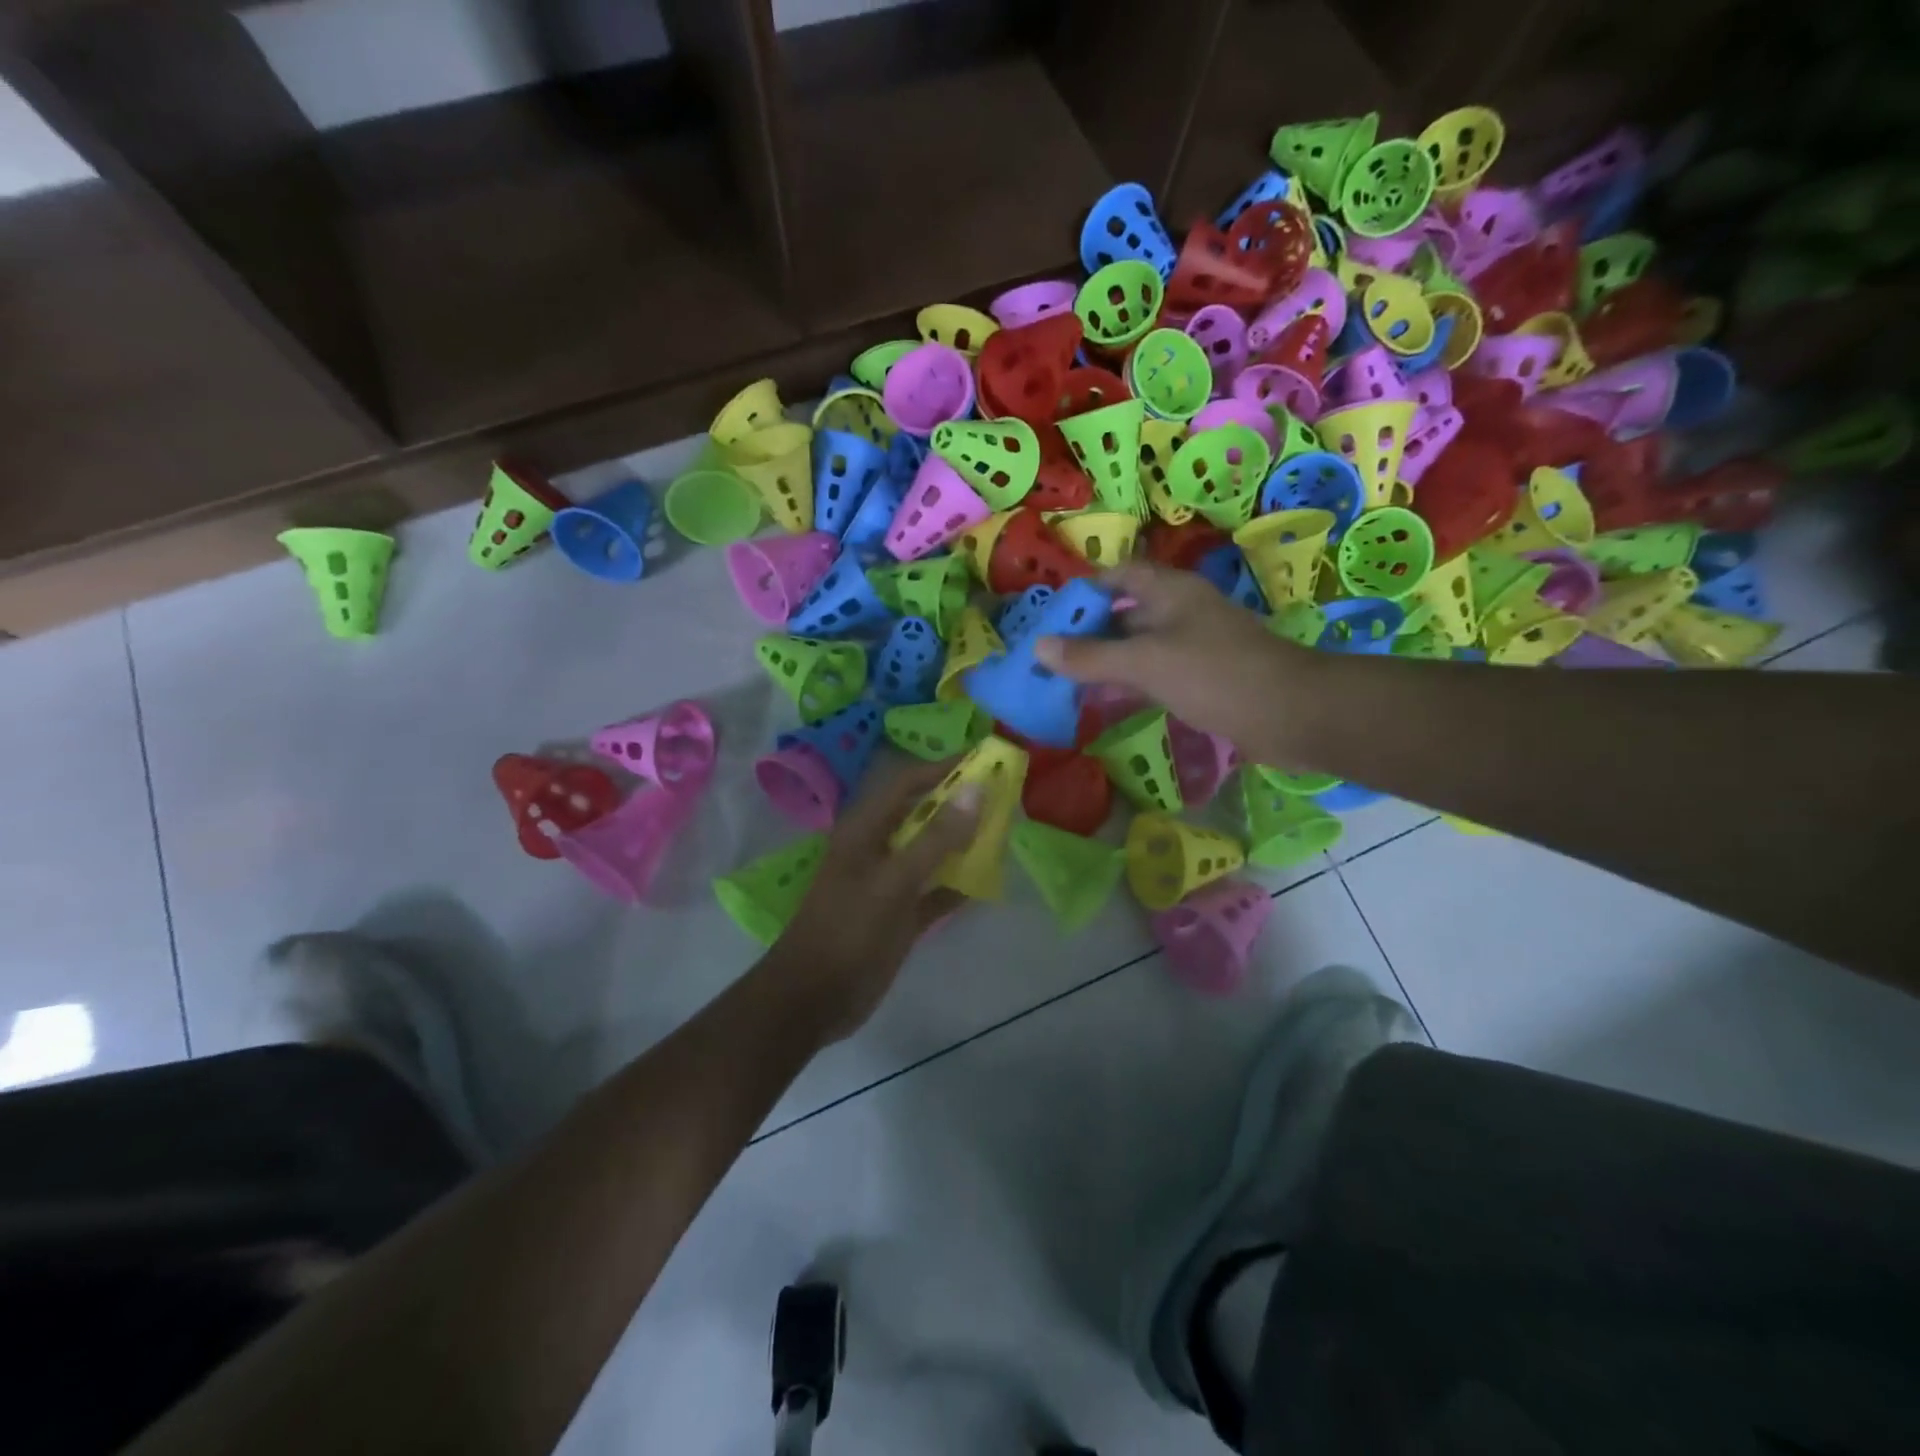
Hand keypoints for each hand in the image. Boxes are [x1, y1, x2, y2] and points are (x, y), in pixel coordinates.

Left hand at [763, 760, 981, 1043]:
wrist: (812, 1000)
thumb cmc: (847, 931)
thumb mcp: (893, 881)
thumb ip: (936, 837)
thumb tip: (976, 789)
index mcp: (865, 829)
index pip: (907, 783)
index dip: (943, 768)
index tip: (984, 759)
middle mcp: (877, 849)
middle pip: (923, 815)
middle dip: (959, 804)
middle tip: (1003, 796)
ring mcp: (888, 884)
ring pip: (932, 852)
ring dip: (963, 843)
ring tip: (1003, 832)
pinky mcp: (899, 916)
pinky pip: (934, 892)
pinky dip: (957, 886)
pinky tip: (987, 883)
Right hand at [1035, 561, 1321, 767]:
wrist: (1292, 714)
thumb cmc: (1215, 675)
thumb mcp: (1145, 663)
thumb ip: (1091, 657)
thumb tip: (1038, 647)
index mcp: (1170, 592)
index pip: (1120, 575)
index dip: (1086, 589)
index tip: (1053, 616)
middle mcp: (1181, 612)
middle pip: (1125, 613)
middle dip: (1088, 631)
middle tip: (1049, 655)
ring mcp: (1194, 647)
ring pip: (1139, 647)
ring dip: (1106, 662)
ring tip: (1065, 682)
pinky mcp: (1203, 679)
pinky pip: (1155, 675)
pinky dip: (1129, 684)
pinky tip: (1104, 703)